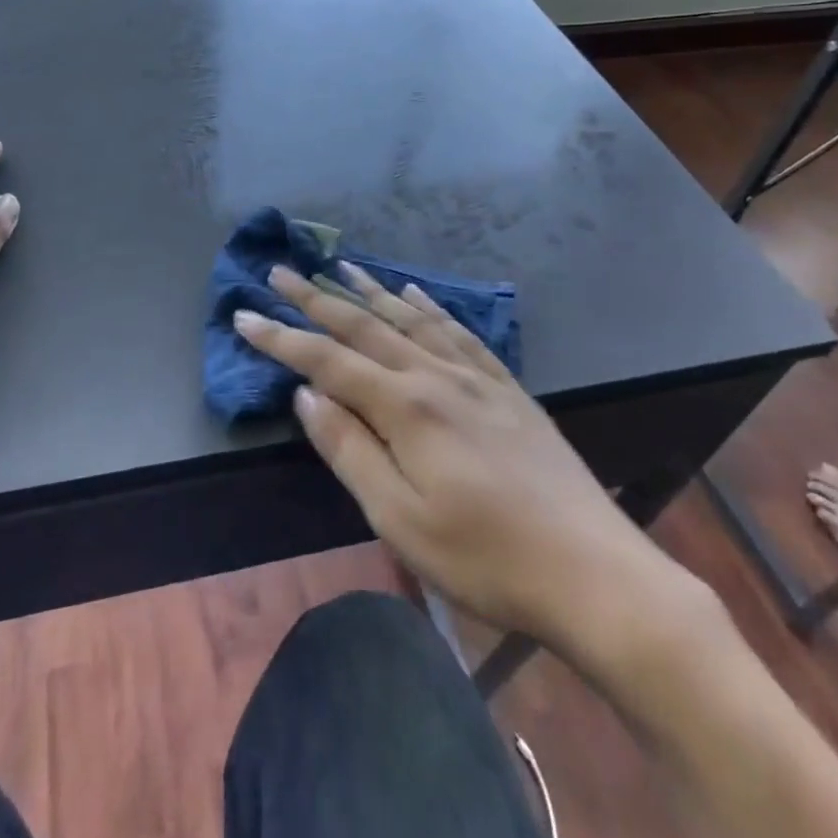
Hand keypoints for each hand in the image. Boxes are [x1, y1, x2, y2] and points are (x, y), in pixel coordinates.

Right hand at [235, 264, 709, 669]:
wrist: (594, 572)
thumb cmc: (486, 558)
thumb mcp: (400, 519)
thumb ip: (349, 450)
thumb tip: (306, 396)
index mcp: (405, 406)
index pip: (327, 361)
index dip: (281, 337)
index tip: (243, 313)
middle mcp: (436, 375)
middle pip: (364, 327)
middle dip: (316, 298)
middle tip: (280, 271)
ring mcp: (476, 377)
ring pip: (410, 319)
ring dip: (369, 291)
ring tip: (340, 266)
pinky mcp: (507, 387)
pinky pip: (458, 331)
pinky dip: (429, 306)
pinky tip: (415, 292)